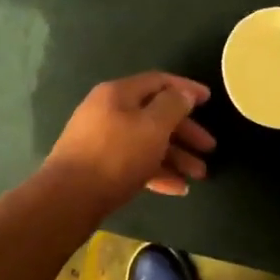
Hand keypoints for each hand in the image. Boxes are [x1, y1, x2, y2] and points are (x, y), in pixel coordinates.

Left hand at [43, 72, 216, 212]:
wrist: (69, 197)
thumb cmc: (117, 155)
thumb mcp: (153, 127)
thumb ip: (173, 105)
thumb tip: (184, 94)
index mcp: (119, 93)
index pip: (159, 81)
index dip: (186, 89)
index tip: (210, 100)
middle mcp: (108, 111)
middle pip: (155, 114)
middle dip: (185, 132)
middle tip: (209, 148)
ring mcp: (101, 139)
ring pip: (147, 141)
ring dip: (176, 156)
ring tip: (199, 176)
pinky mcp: (99, 166)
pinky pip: (135, 162)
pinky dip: (157, 171)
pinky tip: (178, 189)